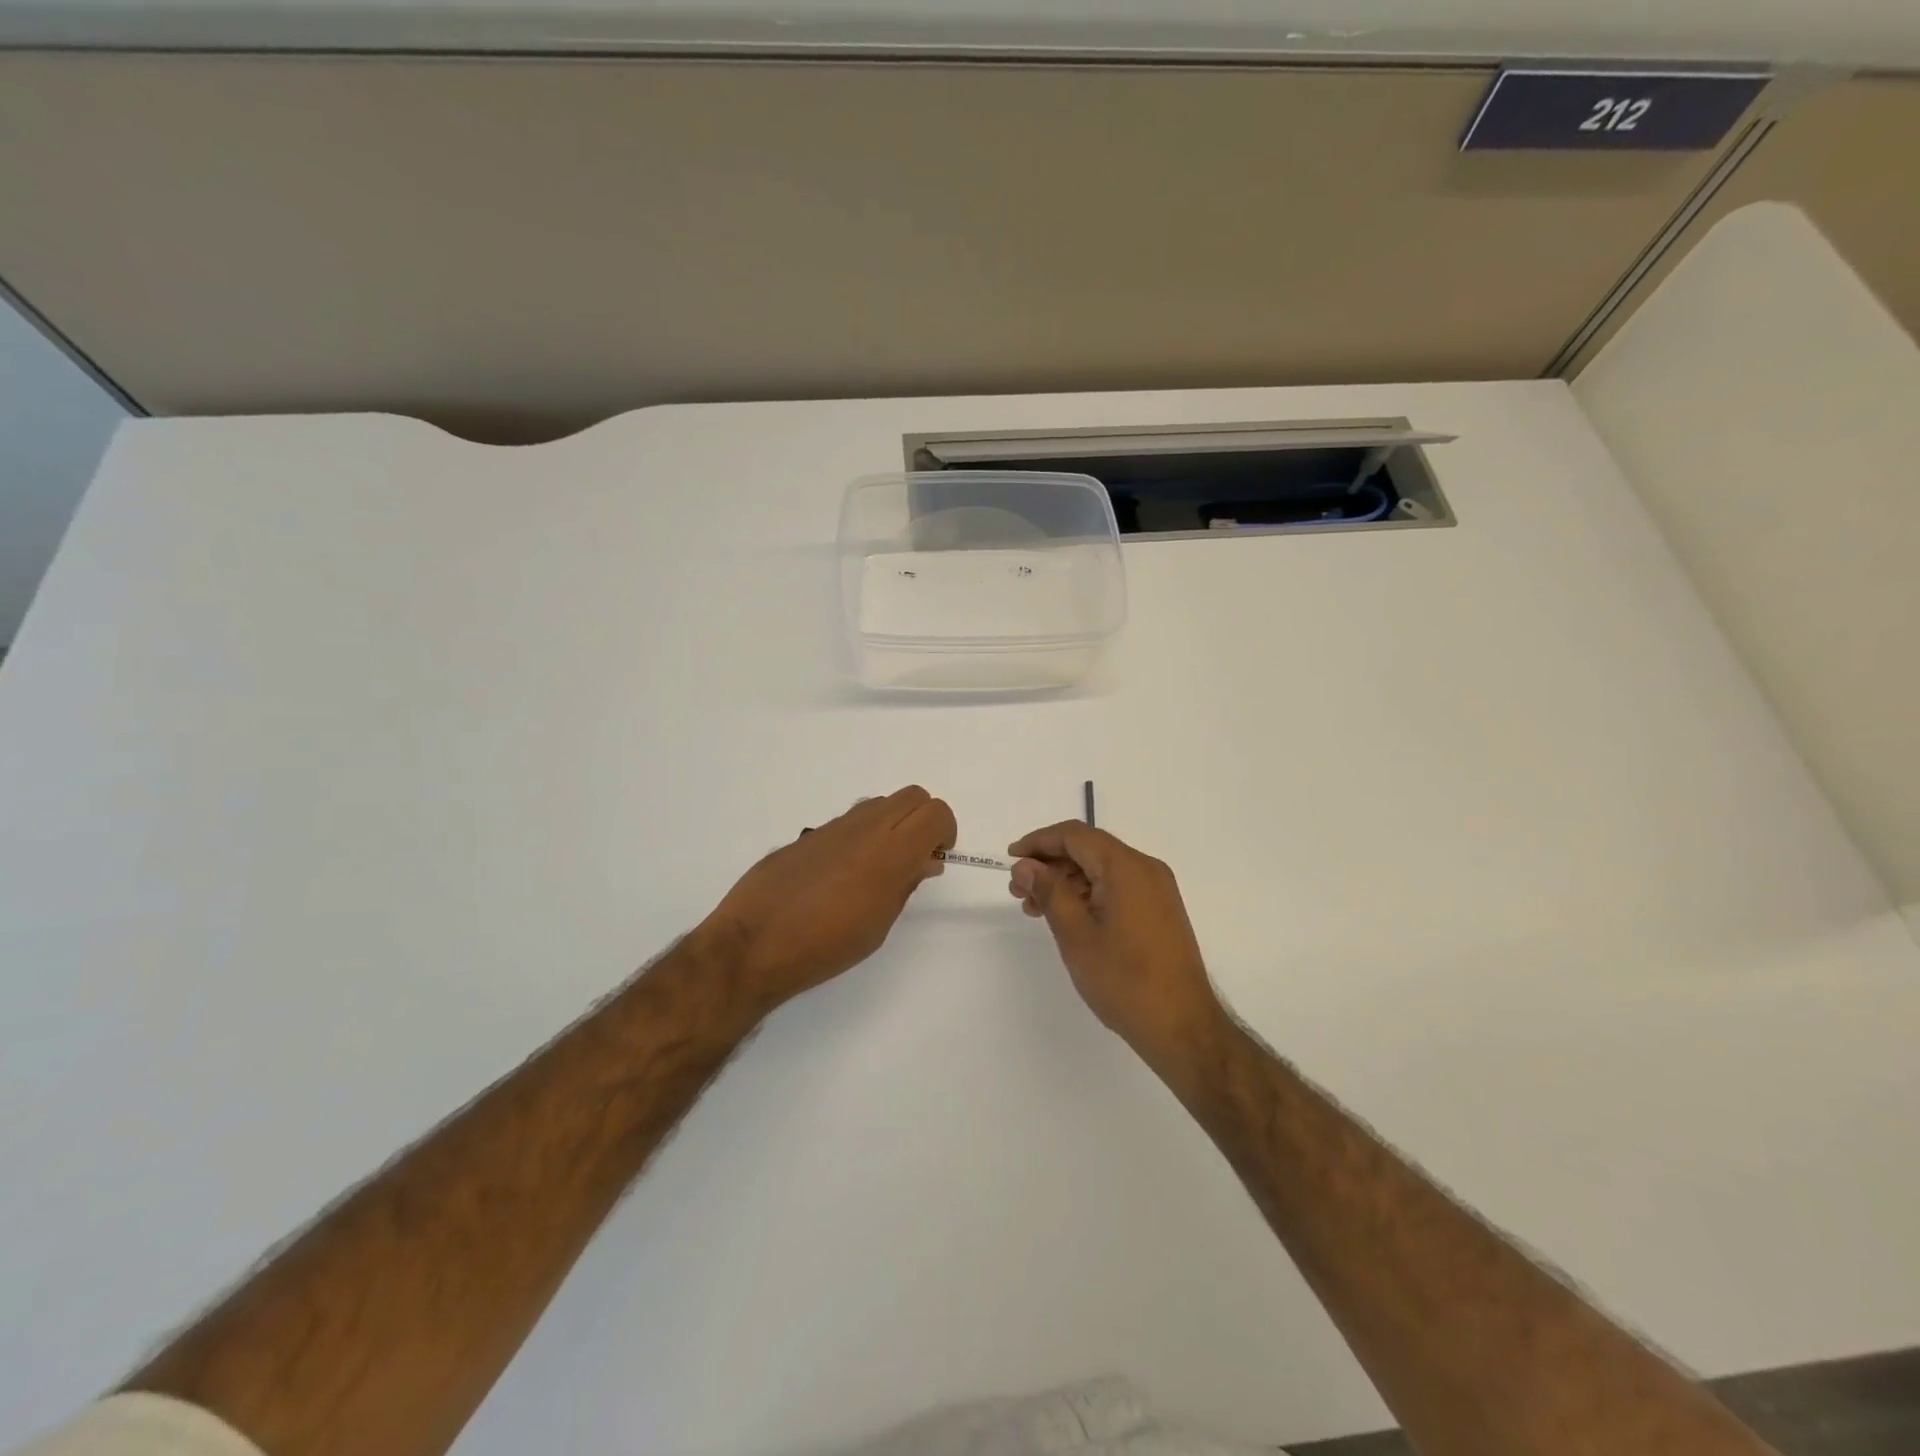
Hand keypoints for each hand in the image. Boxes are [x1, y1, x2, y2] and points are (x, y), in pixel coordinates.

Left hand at [699, 786, 955, 1018]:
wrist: (754, 944)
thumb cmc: (825, 946)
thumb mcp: (879, 925)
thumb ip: (905, 884)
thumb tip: (924, 860)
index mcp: (889, 853)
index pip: (935, 812)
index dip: (945, 831)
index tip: (936, 858)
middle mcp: (864, 828)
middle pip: (912, 796)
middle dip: (923, 820)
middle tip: (915, 858)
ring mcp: (833, 827)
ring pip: (880, 804)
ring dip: (892, 825)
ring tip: (878, 869)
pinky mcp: (808, 834)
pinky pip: (848, 821)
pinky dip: (861, 835)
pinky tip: (842, 875)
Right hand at [1009, 822, 1227, 1071]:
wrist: (1183, 1027)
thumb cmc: (1125, 980)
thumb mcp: (1076, 935)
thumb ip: (1049, 892)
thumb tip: (1026, 865)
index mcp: (1126, 867)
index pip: (1075, 835)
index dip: (1039, 841)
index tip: (1010, 859)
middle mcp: (1145, 869)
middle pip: (1089, 849)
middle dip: (1050, 864)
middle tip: (1018, 890)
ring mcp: (1156, 890)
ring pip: (1101, 869)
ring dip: (1066, 881)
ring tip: (1035, 908)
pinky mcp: (1159, 910)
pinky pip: (1117, 887)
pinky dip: (1087, 894)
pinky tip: (1067, 917)